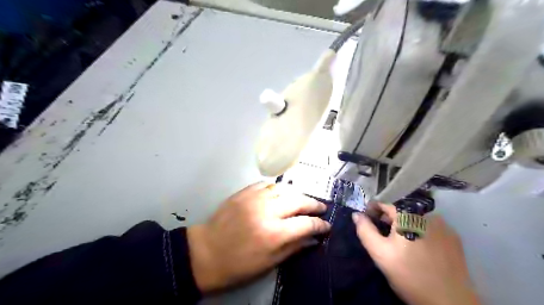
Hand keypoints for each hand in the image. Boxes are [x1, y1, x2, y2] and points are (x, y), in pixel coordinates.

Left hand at [188, 183, 331, 292]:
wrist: (206, 252)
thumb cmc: (238, 265)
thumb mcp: (269, 263)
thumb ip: (294, 248)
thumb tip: (313, 239)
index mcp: (275, 234)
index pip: (306, 223)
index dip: (320, 224)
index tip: (326, 225)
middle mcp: (267, 211)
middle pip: (298, 200)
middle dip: (314, 204)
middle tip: (321, 207)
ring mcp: (255, 198)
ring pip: (284, 188)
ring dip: (297, 193)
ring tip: (303, 199)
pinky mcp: (244, 192)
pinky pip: (266, 184)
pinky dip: (277, 188)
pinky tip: (281, 193)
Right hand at [355, 202, 480, 304]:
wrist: (449, 302)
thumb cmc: (409, 275)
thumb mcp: (380, 253)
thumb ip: (365, 231)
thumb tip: (356, 214)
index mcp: (408, 216)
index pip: (385, 204)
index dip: (372, 210)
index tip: (367, 220)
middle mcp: (427, 215)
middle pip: (401, 212)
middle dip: (388, 220)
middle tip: (382, 236)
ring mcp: (444, 226)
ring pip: (416, 219)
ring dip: (405, 226)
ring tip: (400, 243)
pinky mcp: (453, 238)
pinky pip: (430, 228)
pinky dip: (420, 232)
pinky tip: (419, 249)